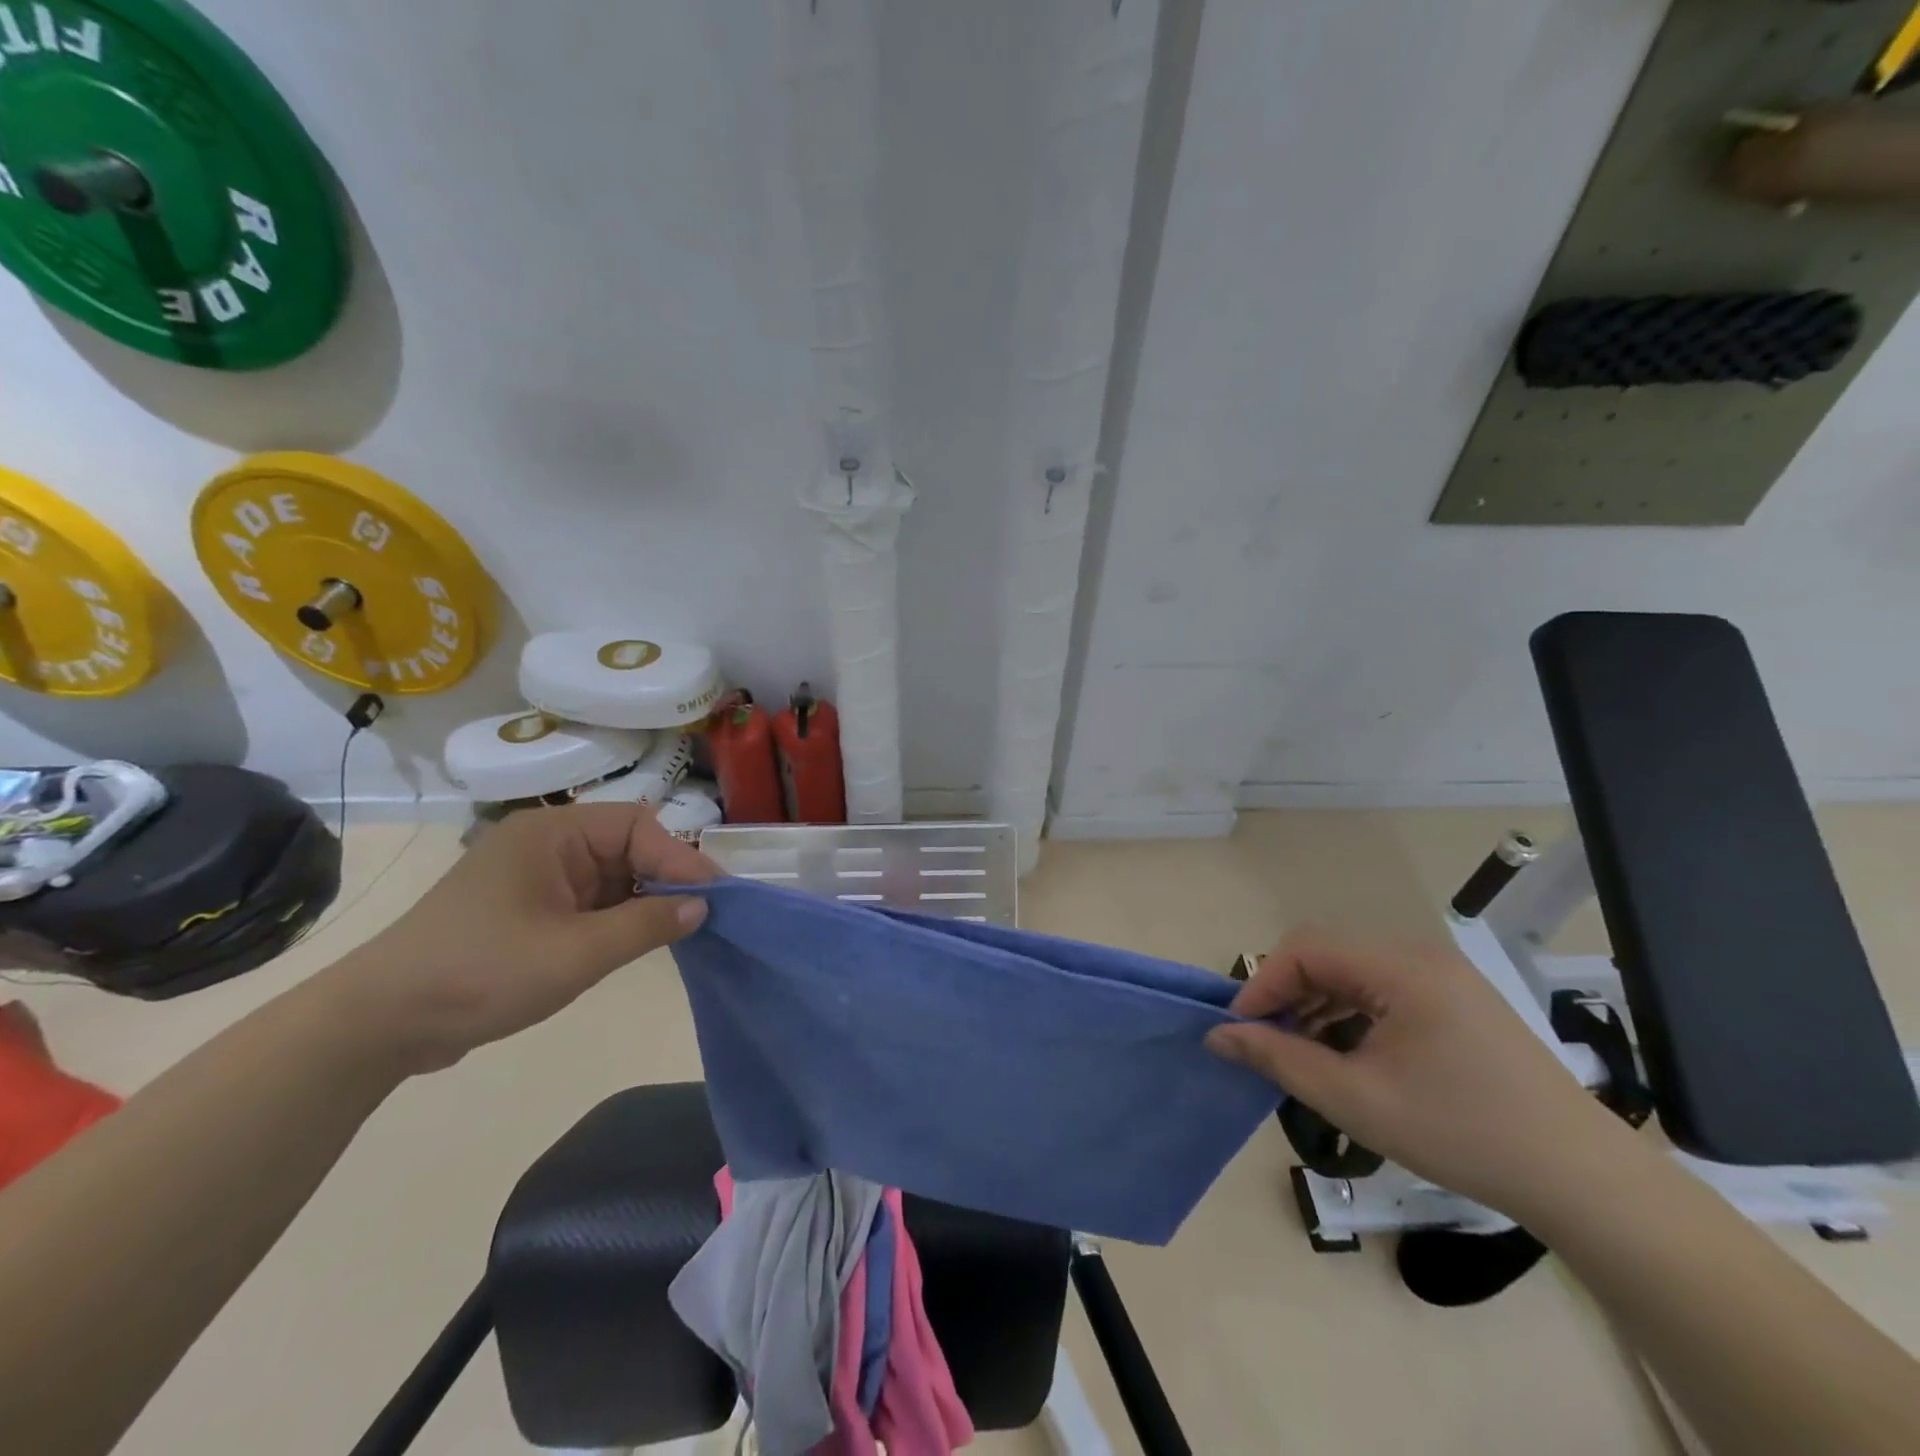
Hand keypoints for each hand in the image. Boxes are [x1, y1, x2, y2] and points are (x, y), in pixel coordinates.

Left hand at [315, 803, 717, 1075]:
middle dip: (664, 879)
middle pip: (626, 847)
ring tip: (678, 931)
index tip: (713, 896)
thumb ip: (647, 924)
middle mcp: (545, 844)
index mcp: (551, 833)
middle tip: (702, 915)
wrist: (379, 1025)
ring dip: (642, 901)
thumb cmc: (482, 973)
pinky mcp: (526, 908)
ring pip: (610, 876)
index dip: (679, 858)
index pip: (637, 826)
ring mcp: (534, 877)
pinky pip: (588, 900)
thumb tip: (702, 906)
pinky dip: (616, 918)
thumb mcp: (577, 952)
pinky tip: (637, 941)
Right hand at [1206, 927, 1625, 1218]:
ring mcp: (1442, 976)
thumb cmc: (1462, 1133)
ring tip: (1302, 1054)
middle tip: (1266, 1043)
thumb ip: (1280, 1059)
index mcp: (1399, 967)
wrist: (1583, 1180)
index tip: (1239, 1030)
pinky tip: (1348, 1055)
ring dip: (1317, 1004)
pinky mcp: (1456, 1000)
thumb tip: (1218, 1035)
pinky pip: (1383, 990)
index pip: (1304, 950)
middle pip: (1327, 954)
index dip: (1262, 984)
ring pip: (1352, 972)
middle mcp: (1419, 955)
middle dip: (1287, 994)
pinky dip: (1351, 1013)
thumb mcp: (1356, 1100)